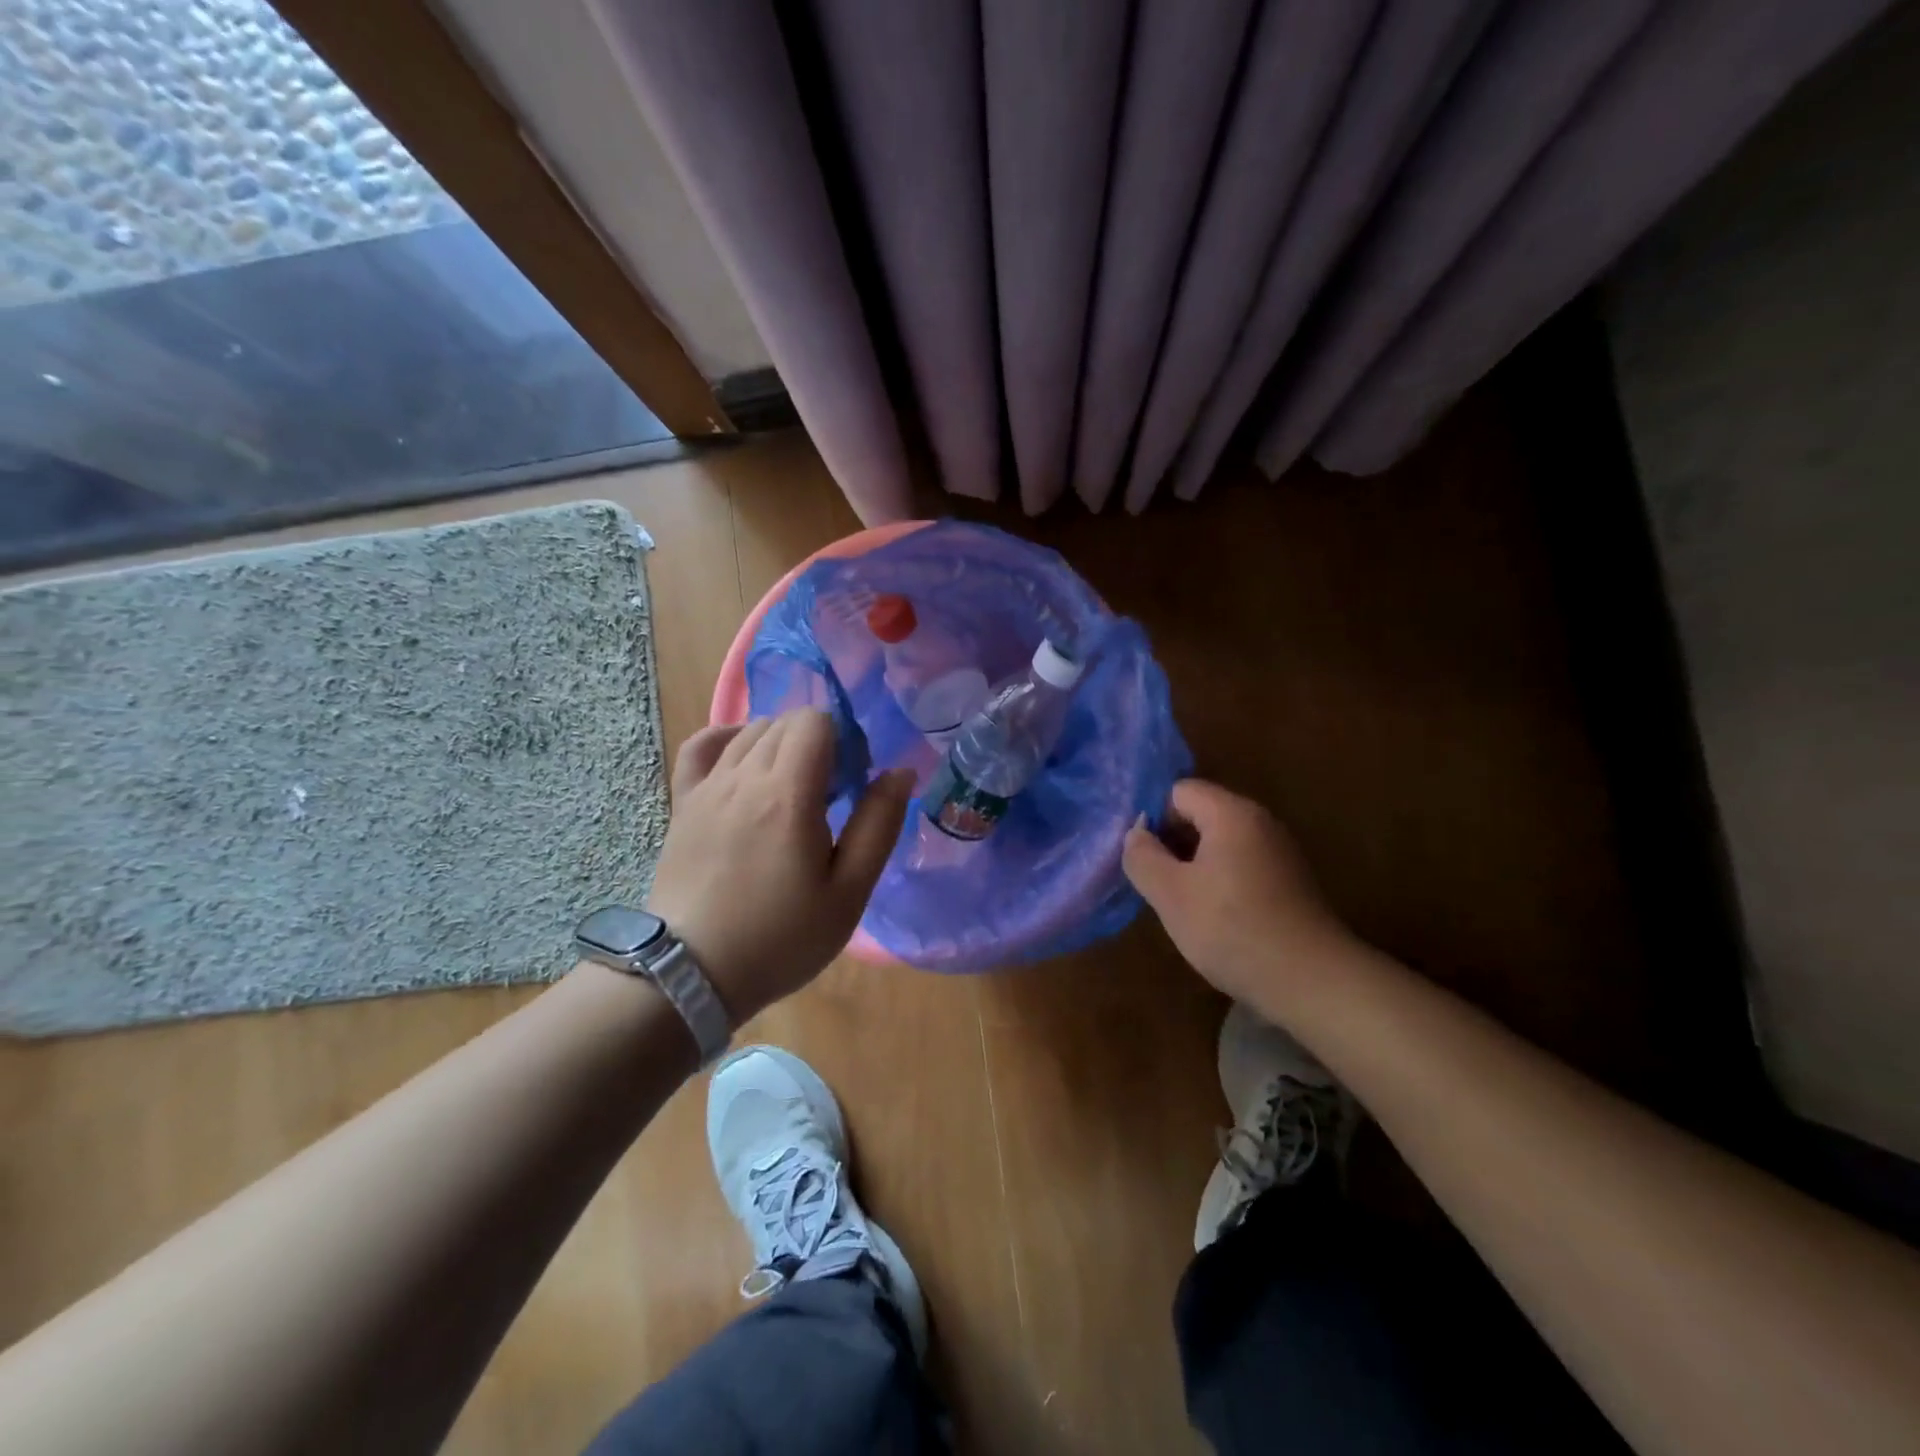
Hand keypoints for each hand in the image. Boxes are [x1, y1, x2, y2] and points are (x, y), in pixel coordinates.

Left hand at [645, 710, 911, 1023]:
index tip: (852, 783)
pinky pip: (702, 746)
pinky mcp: (683, 804)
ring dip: (781, 746)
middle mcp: (743, 777)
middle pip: (785, 722)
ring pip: (750, 732)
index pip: (815, 720)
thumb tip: (900, 772)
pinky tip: (743, 762)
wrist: (691, 974)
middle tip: (830, 795)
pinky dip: (727, 740)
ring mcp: (707, 788)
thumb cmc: (780, 939)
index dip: (844, 740)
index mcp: (788, 794)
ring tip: (793, 792)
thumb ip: (879, 825)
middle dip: (818, 743)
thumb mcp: (848, 893)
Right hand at [1123, 779, 1355, 1013]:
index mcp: (1231, 814)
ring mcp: (1279, 851)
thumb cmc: (1232, 929)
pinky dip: (1219, 881)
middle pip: (1200, 813)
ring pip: (1219, 842)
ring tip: (1179, 903)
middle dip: (1171, 842)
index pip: (1178, 791)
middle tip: (1154, 881)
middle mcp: (1260, 821)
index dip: (1153, 818)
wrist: (1312, 981)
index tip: (1141, 856)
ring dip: (1192, 865)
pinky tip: (1212, 917)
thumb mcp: (1170, 894)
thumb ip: (1142, 856)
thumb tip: (1135, 833)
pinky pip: (1240, 864)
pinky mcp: (1288, 881)